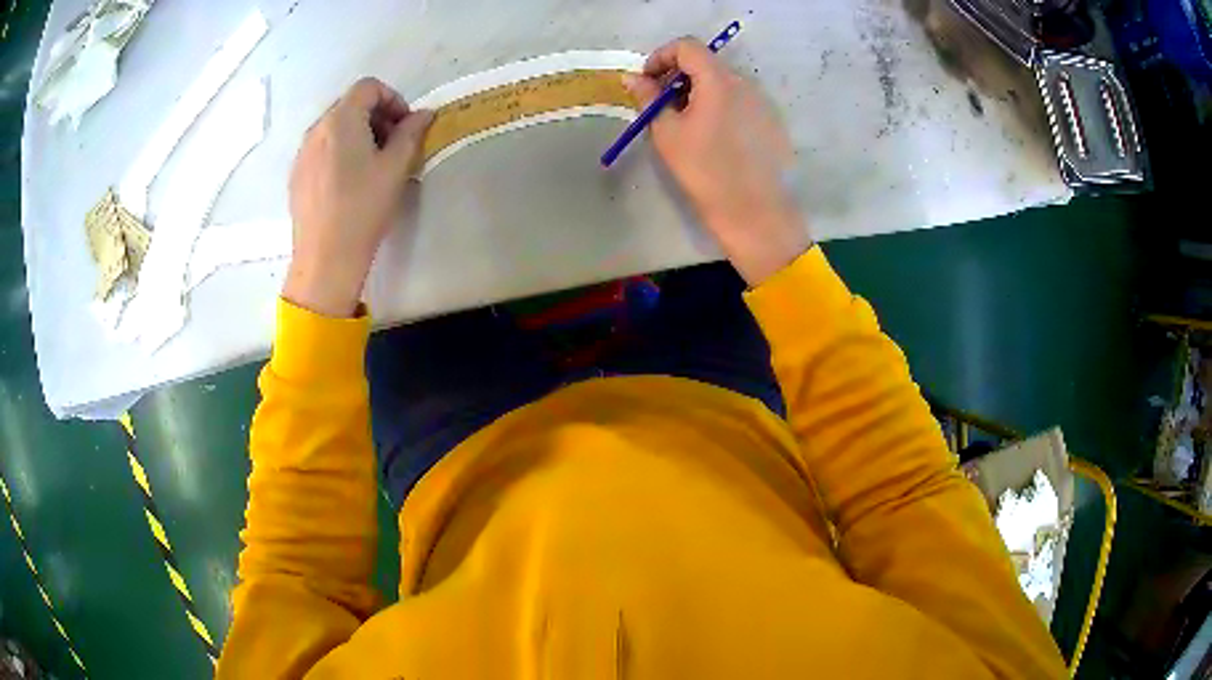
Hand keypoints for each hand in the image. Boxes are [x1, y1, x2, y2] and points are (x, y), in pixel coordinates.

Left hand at [284, 78, 434, 316]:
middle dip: (376, 116)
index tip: (405, 126)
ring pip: (334, 127)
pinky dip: (340, 151)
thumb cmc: (363, 208)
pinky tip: (350, 182)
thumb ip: (411, 133)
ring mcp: (302, 152)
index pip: (368, 87)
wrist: (325, 258)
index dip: (393, 99)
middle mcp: (317, 129)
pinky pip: (322, 148)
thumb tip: (423, 114)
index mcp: (341, 120)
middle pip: (350, 104)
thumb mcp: (395, 168)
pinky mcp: (296, 175)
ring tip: (373, 164)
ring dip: (358, 133)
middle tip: (394, 144)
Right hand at [624, 38, 811, 285]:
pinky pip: (739, 101)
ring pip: (723, 83)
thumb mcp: (667, 133)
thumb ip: (649, 98)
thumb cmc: (705, 171)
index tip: (648, 81)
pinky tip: (713, 137)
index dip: (661, 56)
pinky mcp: (771, 121)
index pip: (687, 46)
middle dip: (678, 76)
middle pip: (706, 63)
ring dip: (698, 91)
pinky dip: (719, 105)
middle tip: (661, 104)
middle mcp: (744, 83)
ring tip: (686, 123)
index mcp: (718, 80)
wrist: (754, 211)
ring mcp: (761, 102)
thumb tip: (633, 78)